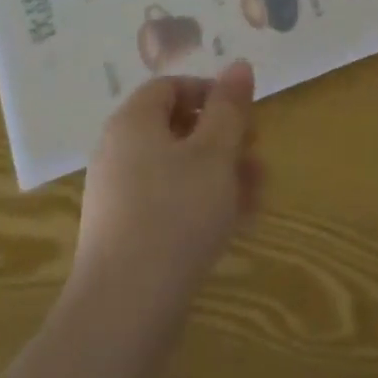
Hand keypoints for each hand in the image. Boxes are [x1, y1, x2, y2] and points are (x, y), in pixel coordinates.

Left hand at [74, 60, 261, 323]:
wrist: (124, 312)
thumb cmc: (175, 215)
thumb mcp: (214, 154)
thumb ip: (230, 108)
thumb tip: (239, 65)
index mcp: (132, 122)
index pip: (170, 87)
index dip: (210, 93)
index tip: (243, 114)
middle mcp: (119, 152)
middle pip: (176, 128)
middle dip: (223, 138)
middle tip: (257, 153)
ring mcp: (119, 196)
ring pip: (178, 169)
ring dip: (221, 172)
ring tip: (259, 192)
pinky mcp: (125, 235)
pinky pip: (168, 203)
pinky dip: (202, 202)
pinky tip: (237, 222)